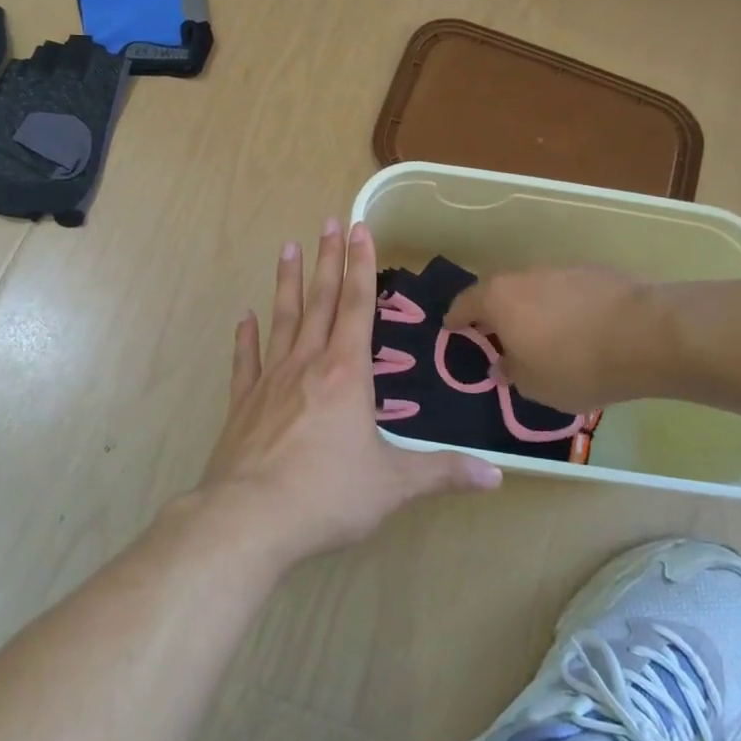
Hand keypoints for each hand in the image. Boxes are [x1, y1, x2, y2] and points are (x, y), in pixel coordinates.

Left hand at [199, 220, 501, 565]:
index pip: (356, 306)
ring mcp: (270, 381)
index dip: (360, 266)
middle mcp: (307, 365)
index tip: (358, 228)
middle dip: (327, 260)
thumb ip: (443, 473)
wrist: (250, 519)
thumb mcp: (394, 485)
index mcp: (346, 374)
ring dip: (287, 283)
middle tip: (328, 222)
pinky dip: (246, 337)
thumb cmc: (328, 496)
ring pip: (282, 320)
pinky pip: (246, 361)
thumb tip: (497, 475)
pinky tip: (244, 317)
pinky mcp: (242, 404)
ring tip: (288, 248)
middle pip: (320, 301)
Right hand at [446, 266, 672, 411]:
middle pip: (500, 293)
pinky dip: (565, 309)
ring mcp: (561, 270)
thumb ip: (511, 373)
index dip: (456, 319)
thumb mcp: (534, 385)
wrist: (647, 336)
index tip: (452, 329)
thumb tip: (501, 365)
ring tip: (544, 338)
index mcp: (498, 299)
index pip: (464, 304)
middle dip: (496, 314)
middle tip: (498, 337)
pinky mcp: (596, 273)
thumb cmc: (576, 365)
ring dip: (533, 311)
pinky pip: (567, 292)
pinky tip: (581, 331)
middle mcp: (523, 276)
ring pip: (535, 291)